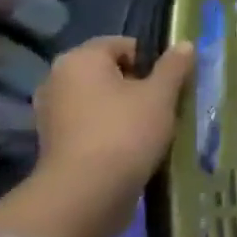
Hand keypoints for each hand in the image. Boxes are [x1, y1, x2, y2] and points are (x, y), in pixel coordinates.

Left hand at [0, 37, 193, 236]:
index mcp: (80, 59)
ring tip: (155, 130)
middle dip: (140, 86)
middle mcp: (58, 79)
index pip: (123, 45)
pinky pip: (92, 126)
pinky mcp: (56, 142)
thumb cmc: (127, 131)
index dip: (154, 59)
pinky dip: (113, 131)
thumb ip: (174, 67)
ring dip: (127, 111)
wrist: (87, 192)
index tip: (175, 83)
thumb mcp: (161, 95)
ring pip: (102, 101)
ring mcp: (52, 112)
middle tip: (169, 106)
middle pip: (111, 73)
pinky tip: (135, 148)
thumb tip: (184, 44)